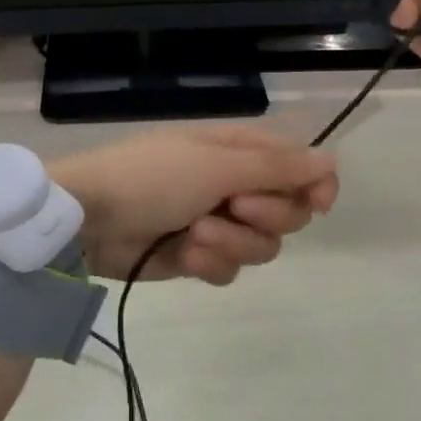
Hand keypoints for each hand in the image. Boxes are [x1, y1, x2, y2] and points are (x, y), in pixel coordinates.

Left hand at [49, 127, 338, 283]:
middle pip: (288, 213)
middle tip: (235, 208)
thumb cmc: (153, 177)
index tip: (318, 204)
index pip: (300, 166)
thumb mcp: (217, 165)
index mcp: (240, 151)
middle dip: (265, 216)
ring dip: (230, 243)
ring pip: (261, 247)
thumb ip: (277, 168)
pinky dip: (209, 264)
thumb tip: (330, 161)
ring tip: (194, 234)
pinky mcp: (198, 256)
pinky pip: (229, 269)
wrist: (90, 217)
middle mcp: (235, 185)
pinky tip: (183, 255)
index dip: (315, 185)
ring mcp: (217, 222)